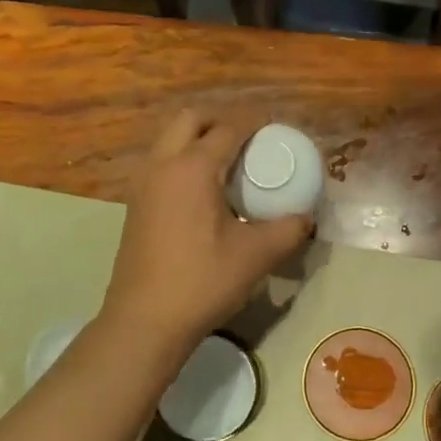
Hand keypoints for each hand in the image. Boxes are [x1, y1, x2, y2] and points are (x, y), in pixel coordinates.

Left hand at [100, 111, 312, 360]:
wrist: (145, 320)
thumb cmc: (202, 281)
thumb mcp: (256, 255)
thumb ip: (288, 229)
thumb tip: (306, 217)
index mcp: (192, 168)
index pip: (227, 128)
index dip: (254, 121)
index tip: (275, 126)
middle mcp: (162, 164)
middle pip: (189, 119)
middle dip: (220, 120)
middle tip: (247, 140)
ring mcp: (142, 184)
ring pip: (168, 140)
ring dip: (197, 139)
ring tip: (227, 163)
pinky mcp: (134, 204)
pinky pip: (160, 163)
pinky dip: (181, 160)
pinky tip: (203, 191)